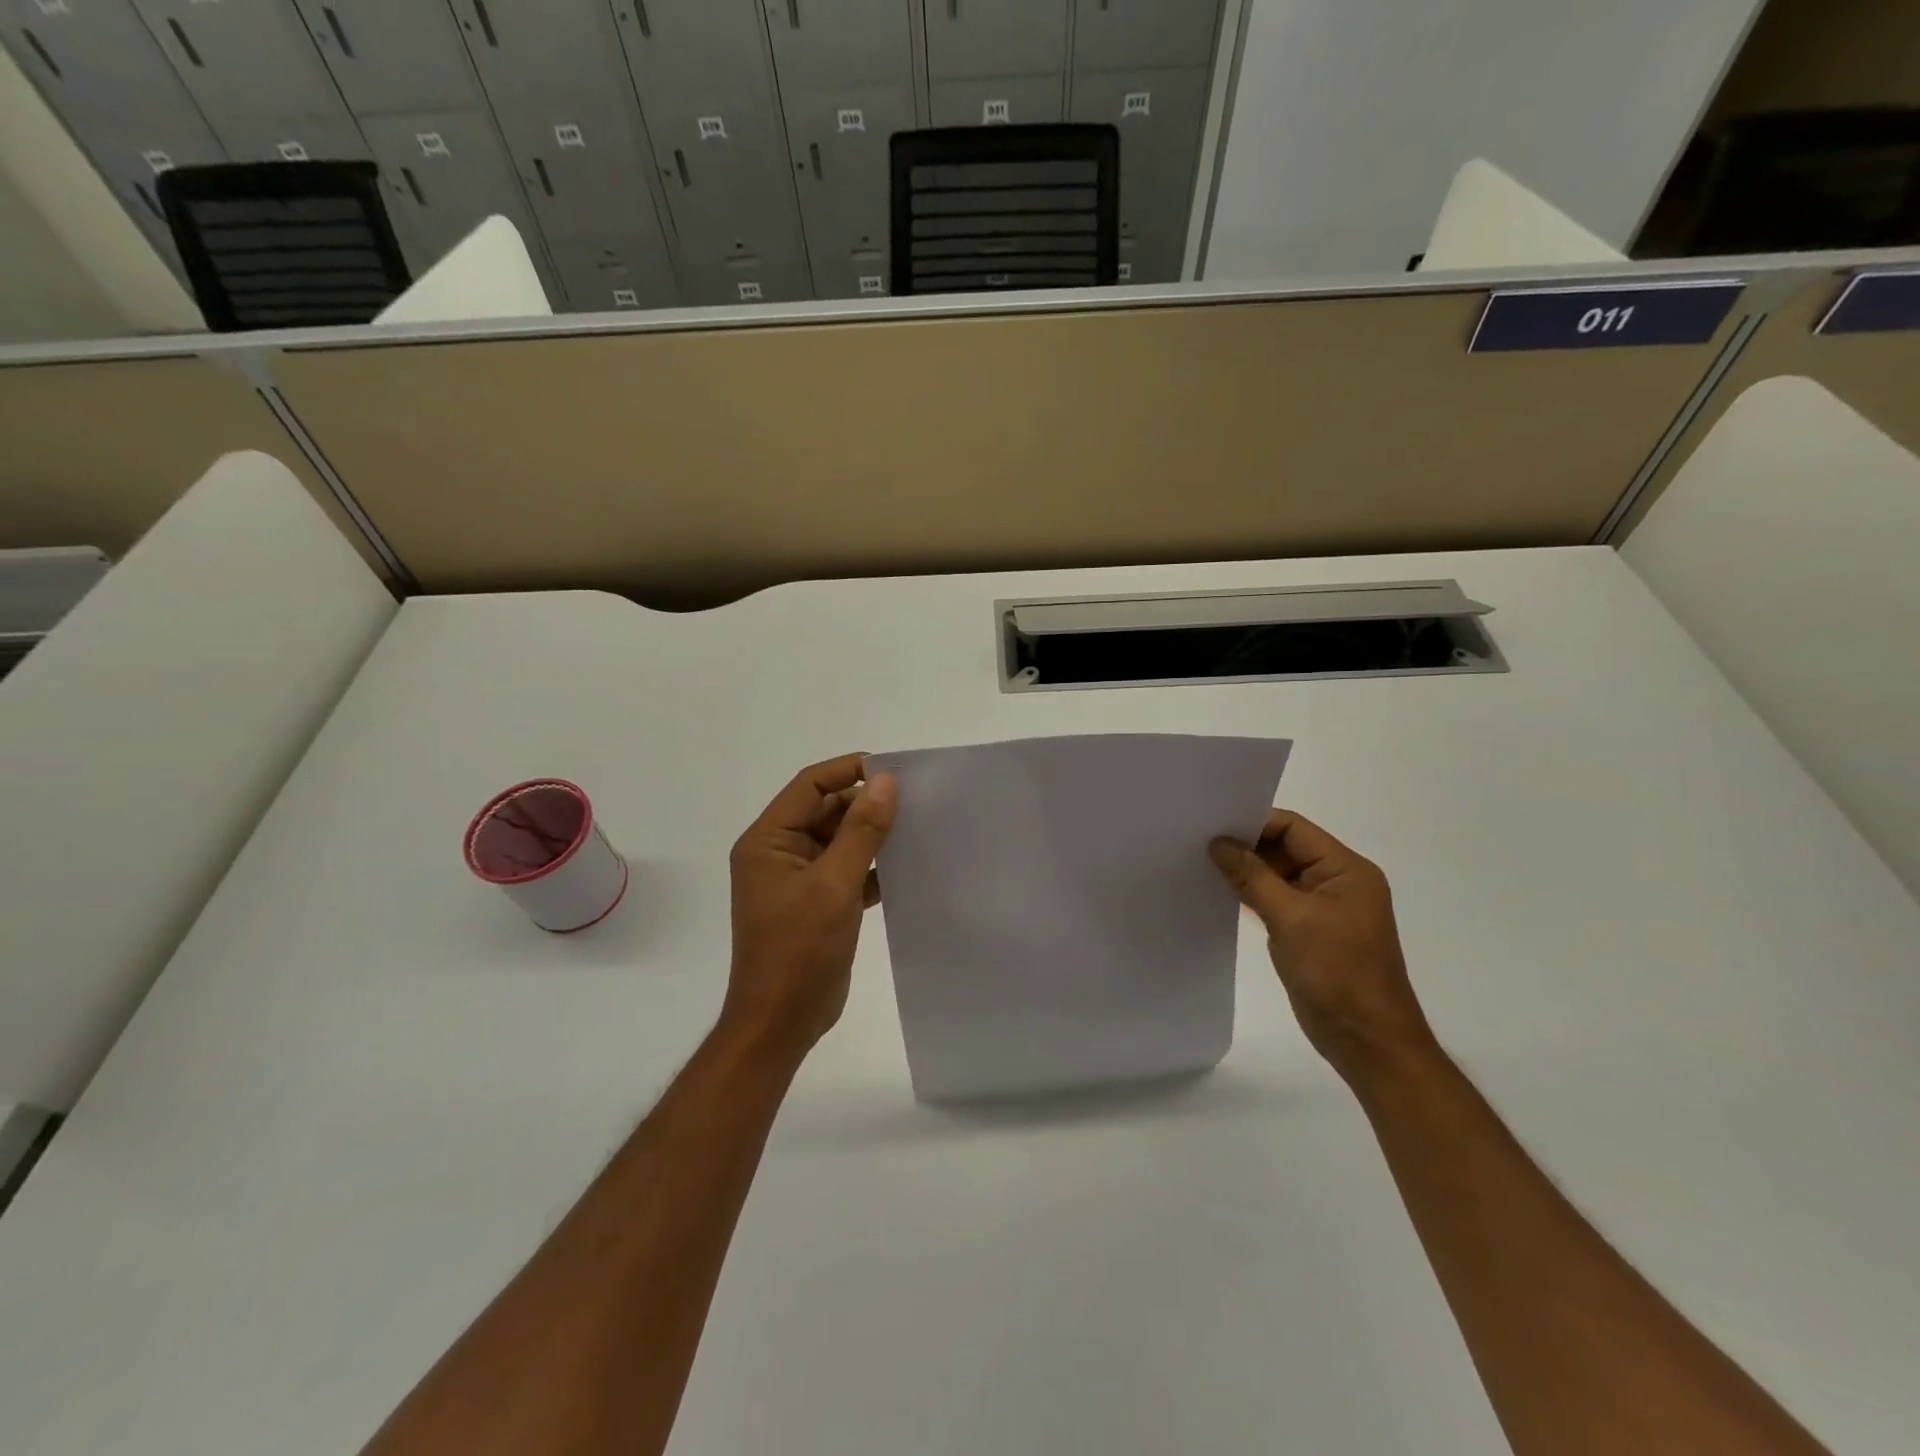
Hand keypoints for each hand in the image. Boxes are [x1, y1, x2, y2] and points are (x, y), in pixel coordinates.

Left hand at [723, 754, 896, 1059]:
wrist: (781, 1023)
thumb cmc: (799, 951)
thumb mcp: (834, 885)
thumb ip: (861, 830)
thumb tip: (886, 780)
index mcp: (768, 840)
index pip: (810, 786)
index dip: (850, 771)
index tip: (894, 770)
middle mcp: (780, 852)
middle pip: (826, 810)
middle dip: (867, 804)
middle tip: (916, 801)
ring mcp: (799, 879)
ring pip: (840, 840)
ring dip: (873, 835)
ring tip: (918, 827)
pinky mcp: (818, 902)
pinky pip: (848, 869)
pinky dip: (873, 866)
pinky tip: (907, 866)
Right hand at [1210, 811, 1437, 1084]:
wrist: (1367, 1041)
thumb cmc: (1337, 973)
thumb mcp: (1291, 918)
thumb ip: (1252, 876)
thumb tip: (1217, 843)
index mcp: (1346, 869)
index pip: (1294, 828)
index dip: (1254, 823)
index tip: (1211, 825)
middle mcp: (1337, 882)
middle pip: (1285, 848)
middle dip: (1245, 846)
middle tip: (1197, 842)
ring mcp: (1323, 908)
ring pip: (1277, 875)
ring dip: (1245, 872)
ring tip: (1200, 864)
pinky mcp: (1309, 932)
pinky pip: (1276, 901)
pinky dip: (1251, 896)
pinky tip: (1219, 894)